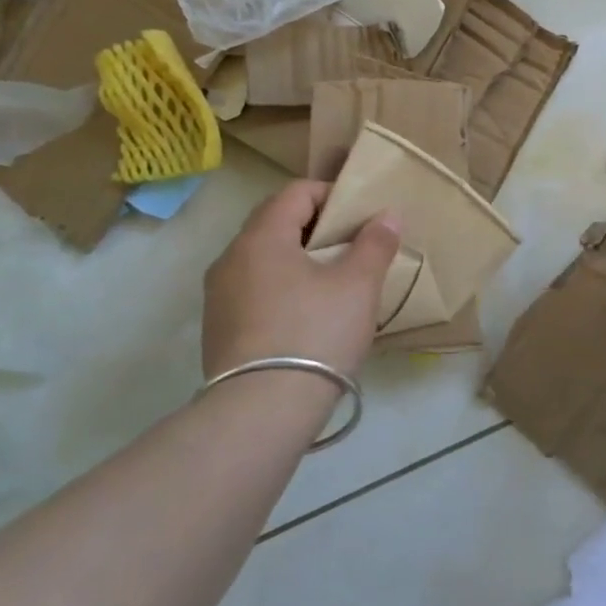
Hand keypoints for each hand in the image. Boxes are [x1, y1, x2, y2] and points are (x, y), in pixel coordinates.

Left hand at [201, 181, 401, 379]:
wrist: (261, 412)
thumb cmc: (315, 333)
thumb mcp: (358, 285)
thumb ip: (375, 243)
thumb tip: (387, 215)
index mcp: (261, 237)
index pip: (295, 192)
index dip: (331, 194)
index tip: (360, 216)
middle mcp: (231, 258)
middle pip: (275, 222)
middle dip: (315, 226)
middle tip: (350, 246)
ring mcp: (218, 296)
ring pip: (263, 258)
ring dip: (297, 258)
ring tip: (331, 282)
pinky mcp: (218, 329)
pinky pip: (253, 290)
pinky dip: (281, 287)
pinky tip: (306, 315)